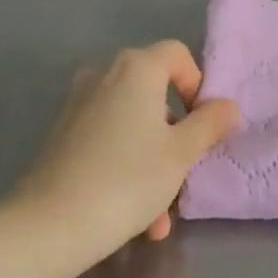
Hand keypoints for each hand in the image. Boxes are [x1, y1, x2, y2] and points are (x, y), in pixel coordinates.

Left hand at [16, 42, 238, 254]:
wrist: (51, 223)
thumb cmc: (128, 179)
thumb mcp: (181, 154)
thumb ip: (209, 124)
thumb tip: (227, 106)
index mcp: (137, 68)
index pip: (177, 54)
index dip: (197, 84)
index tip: (202, 124)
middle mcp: (105, 74)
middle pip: (154, 92)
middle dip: (175, 134)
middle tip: (185, 172)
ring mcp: (79, 103)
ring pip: (132, 124)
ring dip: (153, 161)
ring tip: (160, 215)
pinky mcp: (63, 133)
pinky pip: (108, 140)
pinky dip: (126, 166)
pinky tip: (135, 217)